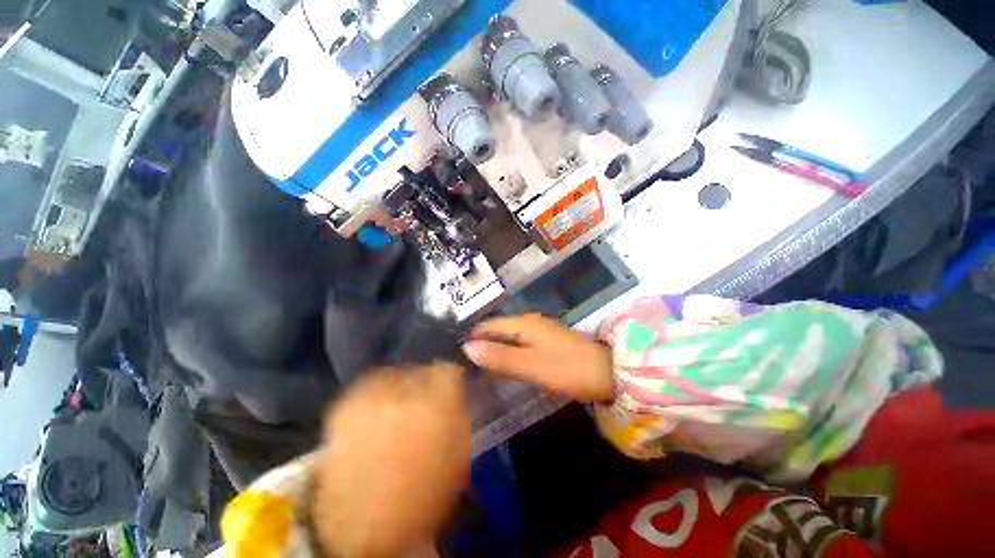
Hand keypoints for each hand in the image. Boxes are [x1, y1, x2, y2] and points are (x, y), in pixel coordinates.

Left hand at [313, 364, 470, 557]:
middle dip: (425, 383)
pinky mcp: (345, 404)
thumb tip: (454, 391)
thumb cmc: (423, 495)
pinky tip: (375, 414)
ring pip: (394, 373)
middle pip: (420, 368)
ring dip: (399, 387)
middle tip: (423, 403)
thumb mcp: (458, 452)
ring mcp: (372, 395)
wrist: (364, 531)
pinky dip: (375, 393)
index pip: (448, 368)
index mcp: (439, 402)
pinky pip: (367, 384)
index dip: (450, 379)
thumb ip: (458, 412)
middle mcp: (406, 390)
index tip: (449, 390)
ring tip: (396, 409)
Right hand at [462, 314, 614, 402]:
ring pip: (510, 337)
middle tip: (464, 362)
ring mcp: (541, 331)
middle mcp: (530, 322)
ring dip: (496, 348)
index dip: (473, 336)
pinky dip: (510, 353)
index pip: (490, 325)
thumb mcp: (531, 365)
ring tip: (479, 365)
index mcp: (524, 323)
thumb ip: (500, 357)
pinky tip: (505, 365)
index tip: (456, 352)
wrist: (609, 372)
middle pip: (499, 329)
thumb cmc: (568, 368)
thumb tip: (467, 348)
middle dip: (482, 342)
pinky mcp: (548, 342)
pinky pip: (521, 344)